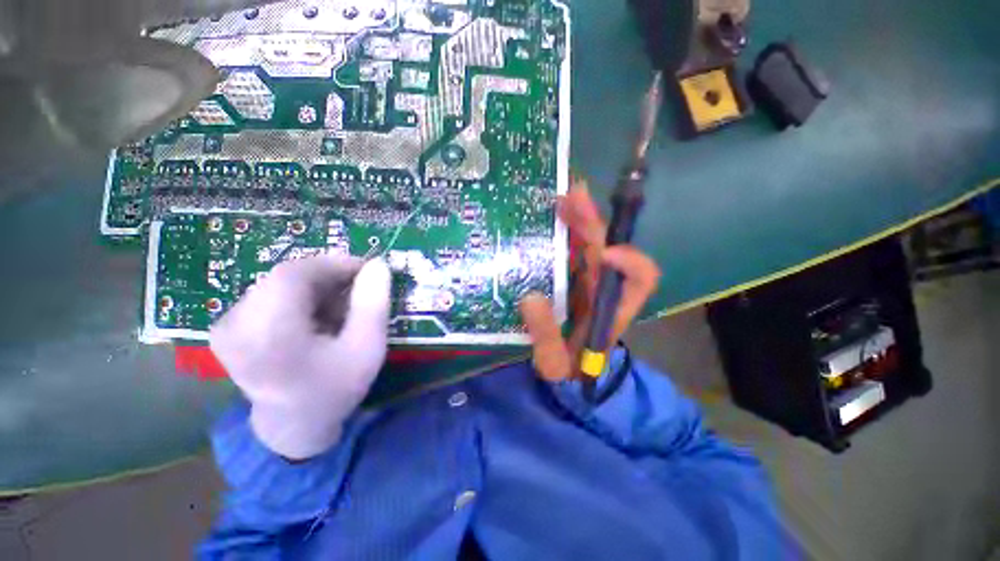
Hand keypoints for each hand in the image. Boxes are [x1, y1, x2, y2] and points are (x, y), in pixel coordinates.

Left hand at [210, 254, 390, 459]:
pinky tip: (318, 316)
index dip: (334, 263)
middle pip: (287, 277)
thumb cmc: (335, 389)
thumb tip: (378, 265)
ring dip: (317, 287)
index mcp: (269, 335)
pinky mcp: (228, 327)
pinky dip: (300, 297)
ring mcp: (227, 325)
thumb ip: (373, 305)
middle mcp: (236, 325)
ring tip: (342, 306)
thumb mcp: (366, 349)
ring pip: (280, 284)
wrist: (293, 425)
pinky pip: (270, 294)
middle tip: (360, 287)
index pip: (295, 274)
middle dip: (329, 276)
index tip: (368, 269)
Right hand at [520, 181, 660, 381]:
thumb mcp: (554, 362)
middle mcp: (605, 286)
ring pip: (591, 242)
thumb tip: (531, 298)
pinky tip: (551, 216)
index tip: (603, 253)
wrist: (566, 370)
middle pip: (608, 248)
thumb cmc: (567, 369)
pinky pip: (572, 248)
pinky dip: (565, 230)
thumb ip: (545, 336)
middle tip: (572, 197)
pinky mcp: (572, 276)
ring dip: (580, 218)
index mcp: (613, 307)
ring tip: (562, 196)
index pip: (642, 278)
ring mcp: (588, 278)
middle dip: (593, 223)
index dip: (630, 261)